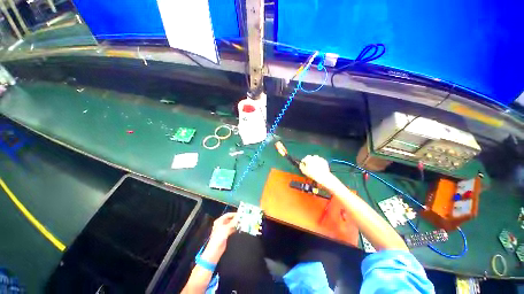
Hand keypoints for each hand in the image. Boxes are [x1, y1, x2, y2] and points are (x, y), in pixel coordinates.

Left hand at [202, 213, 238, 261]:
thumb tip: (239, 216)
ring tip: (242, 223)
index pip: (228, 215)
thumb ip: (233, 222)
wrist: (215, 251)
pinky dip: (235, 228)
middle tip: (243, 218)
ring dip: (236, 224)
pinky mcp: (226, 234)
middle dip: (236, 219)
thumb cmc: (218, 238)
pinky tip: (240, 228)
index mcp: (219, 221)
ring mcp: (223, 229)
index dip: (234, 214)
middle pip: (230, 219)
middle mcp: (221, 224)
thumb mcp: (226, 228)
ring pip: (231, 224)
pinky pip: (231, 229)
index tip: (241, 214)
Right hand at [299, 155, 332, 184]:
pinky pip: (320, 161)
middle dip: (309, 162)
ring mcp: (319, 158)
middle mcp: (314, 156)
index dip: (304, 163)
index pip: (304, 159)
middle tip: (310, 167)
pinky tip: (319, 168)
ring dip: (314, 162)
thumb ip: (301, 166)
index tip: (304, 167)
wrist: (322, 176)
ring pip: (315, 159)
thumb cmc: (312, 173)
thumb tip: (301, 164)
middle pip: (310, 158)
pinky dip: (319, 163)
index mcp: (308, 158)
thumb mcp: (304, 171)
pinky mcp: (324, 161)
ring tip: (315, 168)